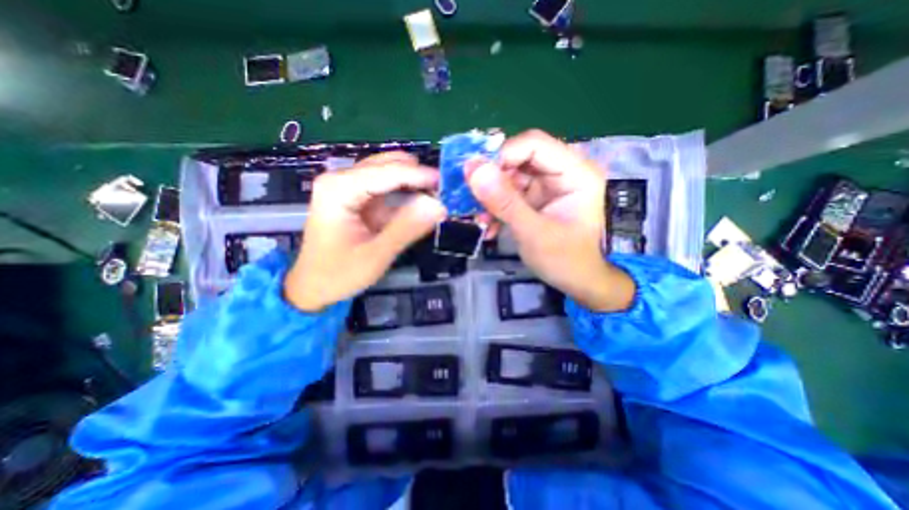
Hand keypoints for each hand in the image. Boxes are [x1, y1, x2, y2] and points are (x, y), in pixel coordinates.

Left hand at [283, 152, 446, 310]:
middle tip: (444, 195)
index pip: (388, 171)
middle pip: (389, 164)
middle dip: (418, 176)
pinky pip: (388, 186)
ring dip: (415, 183)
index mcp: (339, 188)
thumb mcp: (375, 256)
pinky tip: (421, 203)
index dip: (421, 176)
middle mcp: (341, 178)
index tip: (448, 184)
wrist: (313, 285)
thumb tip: (440, 205)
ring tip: (437, 199)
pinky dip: (407, 192)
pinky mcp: (357, 196)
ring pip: (391, 171)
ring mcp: (349, 185)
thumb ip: (407, 229)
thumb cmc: (338, 274)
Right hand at [468, 130, 633, 313]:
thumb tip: (473, 169)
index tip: (476, 178)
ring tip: (480, 219)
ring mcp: (547, 184)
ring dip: (490, 196)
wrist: (576, 282)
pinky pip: (508, 192)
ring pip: (509, 175)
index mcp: (576, 173)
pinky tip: (489, 225)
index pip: (534, 144)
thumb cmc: (565, 260)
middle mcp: (562, 171)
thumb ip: (504, 202)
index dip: (502, 156)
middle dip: (492, 179)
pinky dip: (496, 207)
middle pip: (519, 157)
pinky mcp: (535, 197)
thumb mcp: (534, 233)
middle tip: (472, 199)